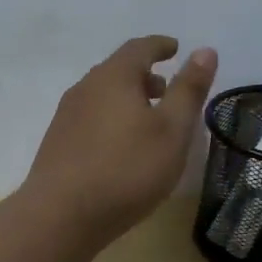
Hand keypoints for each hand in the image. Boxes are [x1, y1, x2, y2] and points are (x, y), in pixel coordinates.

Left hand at [24, 36, 218, 246]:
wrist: (61, 216)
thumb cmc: (127, 169)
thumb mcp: (172, 130)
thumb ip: (189, 89)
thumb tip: (205, 50)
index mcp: (113, 77)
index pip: (139, 48)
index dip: (160, 46)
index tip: (175, 48)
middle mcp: (85, 88)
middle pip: (118, 70)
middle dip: (144, 75)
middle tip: (167, 89)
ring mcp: (66, 116)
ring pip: (102, 96)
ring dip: (127, 99)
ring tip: (148, 121)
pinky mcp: (57, 143)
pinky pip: (91, 118)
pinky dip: (112, 119)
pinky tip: (121, 147)